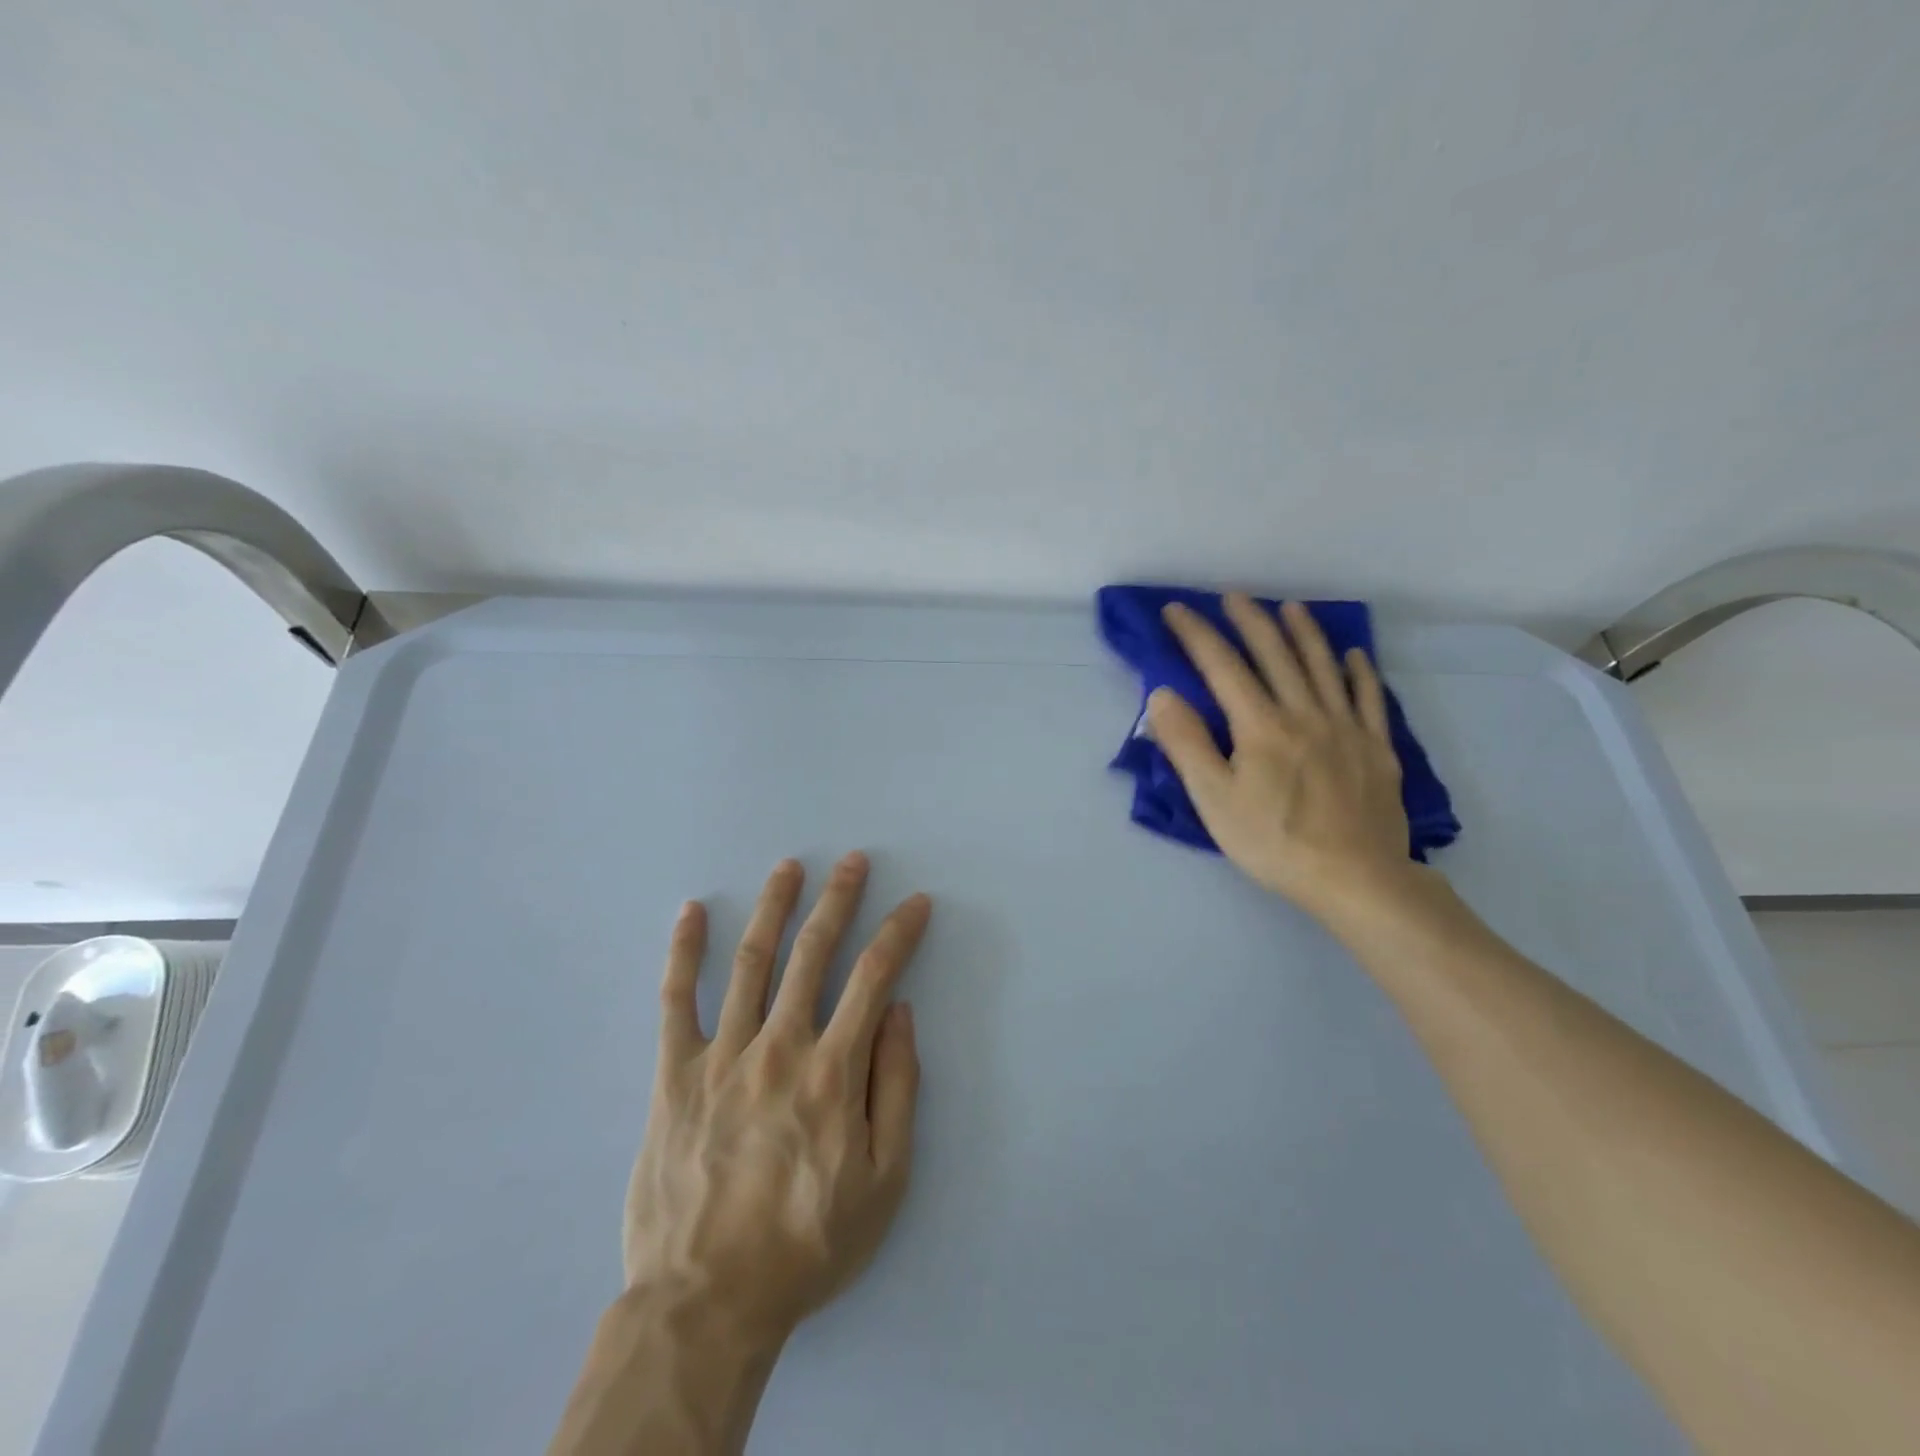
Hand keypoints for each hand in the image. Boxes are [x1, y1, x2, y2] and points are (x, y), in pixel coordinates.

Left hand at [623, 853, 929, 1349]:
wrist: (707, 1301)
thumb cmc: (807, 1244)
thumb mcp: (883, 1180)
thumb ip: (896, 1088)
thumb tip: (899, 1013)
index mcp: (832, 1071)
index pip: (874, 978)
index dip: (898, 933)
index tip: (916, 903)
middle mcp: (778, 1047)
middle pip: (812, 953)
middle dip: (837, 899)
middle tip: (852, 860)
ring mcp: (721, 1056)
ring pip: (750, 962)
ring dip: (772, 907)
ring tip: (788, 867)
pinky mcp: (674, 1074)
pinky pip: (676, 1001)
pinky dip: (683, 952)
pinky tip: (691, 912)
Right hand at [1147, 595, 1418, 921]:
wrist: (1355, 878)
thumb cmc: (1274, 842)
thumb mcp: (1214, 799)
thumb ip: (1187, 743)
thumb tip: (1162, 694)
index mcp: (1260, 725)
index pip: (1222, 666)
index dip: (1196, 634)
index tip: (1176, 610)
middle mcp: (1304, 713)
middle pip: (1275, 654)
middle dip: (1250, 620)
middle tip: (1232, 596)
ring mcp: (1346, 727)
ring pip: (1323, 666)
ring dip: (1304, 632)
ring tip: (1290, 607)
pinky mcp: (1377, 748)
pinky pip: (1369, 697)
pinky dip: (1359, 671)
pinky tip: (1353, 655)